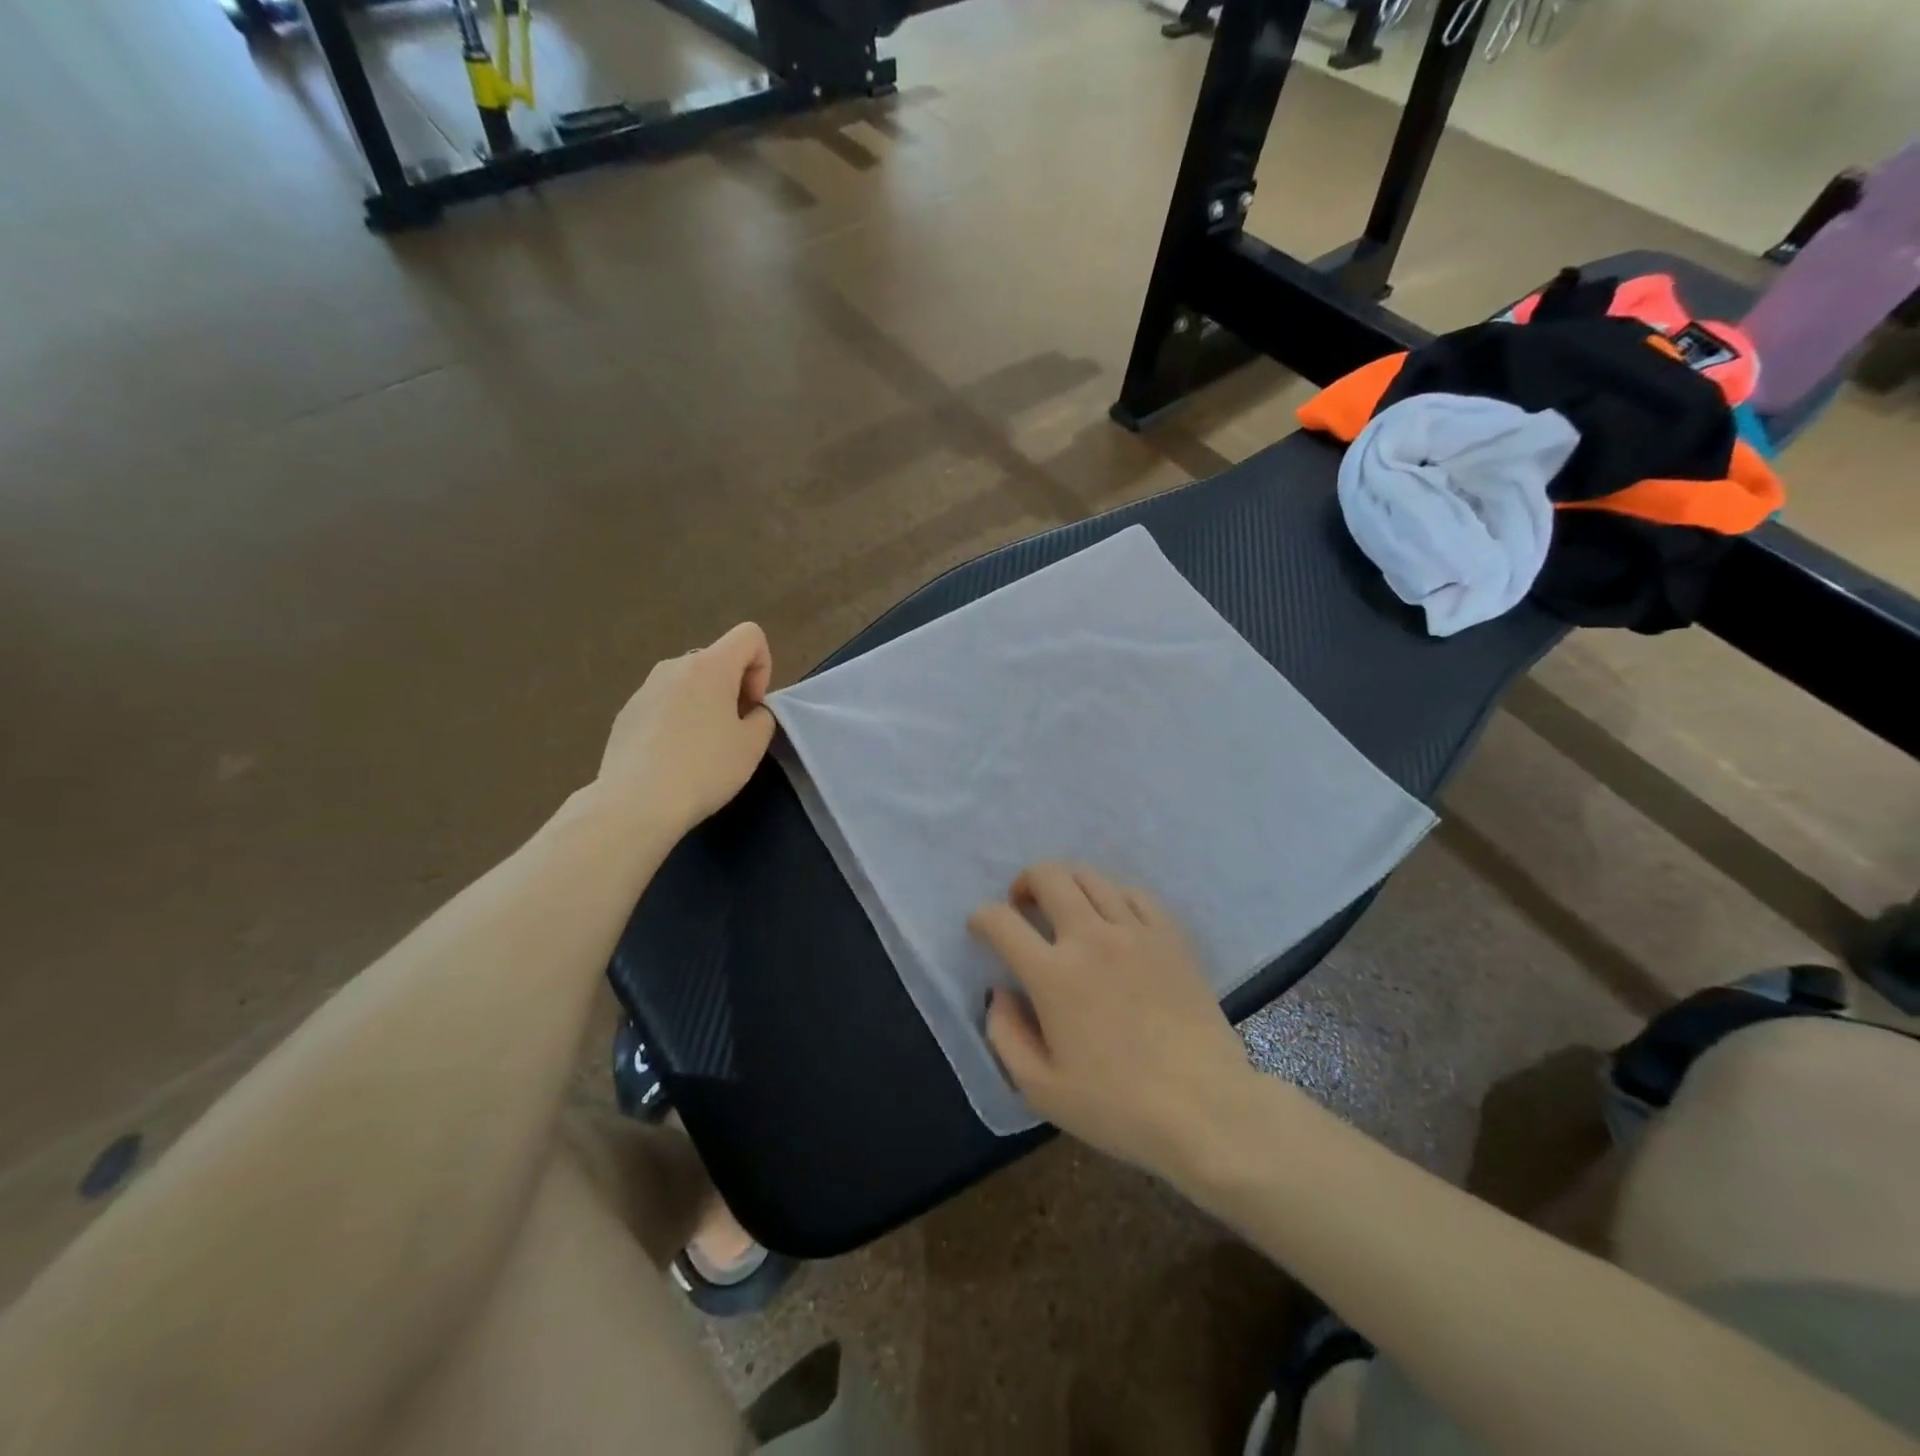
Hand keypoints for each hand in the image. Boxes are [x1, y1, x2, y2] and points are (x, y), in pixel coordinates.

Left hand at [596, 623, 775, 834]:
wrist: (635, 803)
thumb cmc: (704, 769)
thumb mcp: (753, 745)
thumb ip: (762, 717)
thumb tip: (747, 711)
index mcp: (710, 666)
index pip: (749, 635)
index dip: (763, 666)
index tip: (752, 706)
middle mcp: (674, 666)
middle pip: (717, 660)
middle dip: (734, 688)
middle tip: (734, 732)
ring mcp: (644, 689)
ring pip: (689, 683)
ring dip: (705, 704)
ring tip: (703, 748)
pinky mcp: (627, 713)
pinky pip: (664, 704)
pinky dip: (678, 721)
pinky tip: (674, 759)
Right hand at [970, 864, 1253, 1178]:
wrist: (1207, 1110)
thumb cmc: (1118, 1107)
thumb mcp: (1041, 1089)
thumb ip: (1005, 1035)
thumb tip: (999, 993)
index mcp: (1053, 975)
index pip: (1001, 921)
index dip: (981, 918)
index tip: (981, 930)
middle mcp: (1091, 938)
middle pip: (1048, 876)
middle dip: (1023, 884)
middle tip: (1023, 908)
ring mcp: (1135, 931)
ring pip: (1090, 877)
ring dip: (1066, 885)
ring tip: (1065, 911)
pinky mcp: (1171, 936)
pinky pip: (1134, 893)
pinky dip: (1112, 897)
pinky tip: (1113, 921)